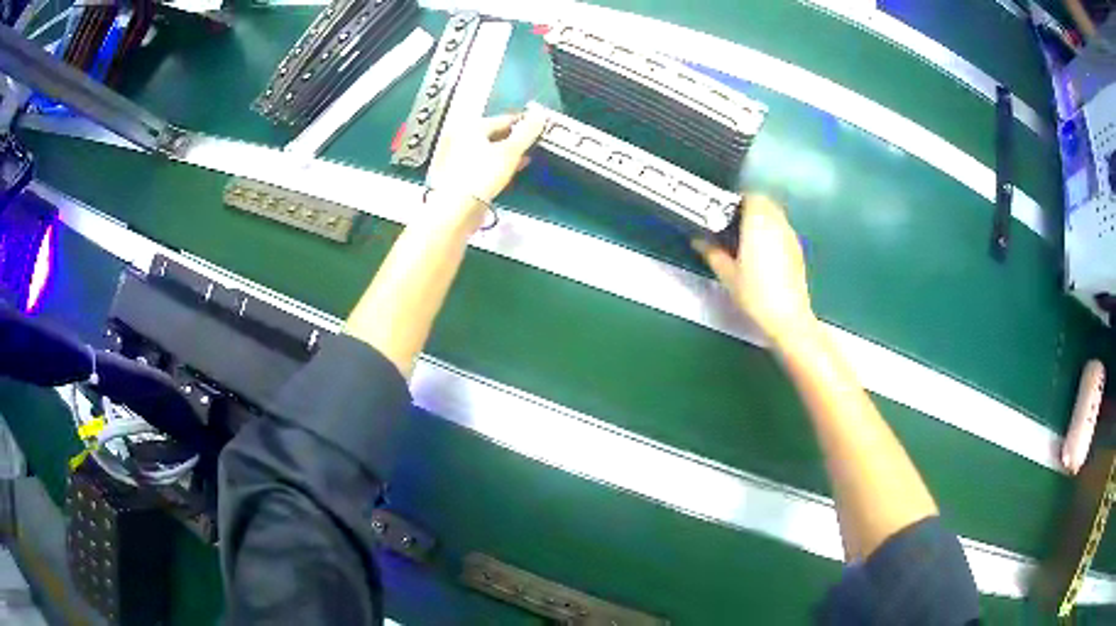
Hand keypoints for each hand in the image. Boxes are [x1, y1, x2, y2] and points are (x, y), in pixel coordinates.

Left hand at [432, 110, 546, 205]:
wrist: (455, 209)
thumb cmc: (482, 175)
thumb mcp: (511, 151)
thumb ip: (527, 132)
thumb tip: (540, 114)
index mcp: (471, 127)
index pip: (503, 120)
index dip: (523, 123)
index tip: (539, 128)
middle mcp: (459, 138)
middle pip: (493, 135)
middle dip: (513, 140)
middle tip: (531, 146)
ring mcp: (454, 157)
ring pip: (486, 150)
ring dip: (504, 154)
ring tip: (522, 160)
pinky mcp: (455, 176)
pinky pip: (480, 165)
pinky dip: (494, 166)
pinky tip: (505, 173)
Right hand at [693, 195, 815, 348]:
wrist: (787, 317)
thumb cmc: (754, 294)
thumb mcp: (727, 274)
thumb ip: (712, 252)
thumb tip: (698, 239)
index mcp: (758, 223)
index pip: (751, 197)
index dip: (738, 201)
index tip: (725, 212)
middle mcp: (777, 224)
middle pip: (766, 203)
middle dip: (750, 208)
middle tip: (734, 224)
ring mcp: (791, 237)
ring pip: (776, 216)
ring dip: (763, 220)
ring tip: (748, 238)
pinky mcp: (798, 250)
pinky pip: (783, 230)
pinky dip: (773, 233)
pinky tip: (764, 253)